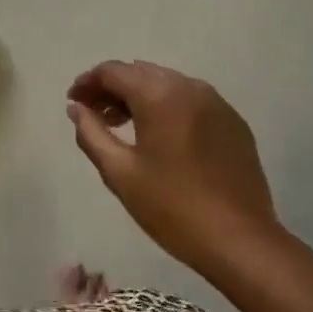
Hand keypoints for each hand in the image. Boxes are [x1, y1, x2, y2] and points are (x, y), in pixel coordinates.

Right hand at [66, 60, 280, 279]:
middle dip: (112, 88)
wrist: (239, 240)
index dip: (87, 82)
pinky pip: (190, 101)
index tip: (73, 102)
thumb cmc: (171, 207)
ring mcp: (216, 103)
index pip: (114, 71)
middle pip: (141, 73)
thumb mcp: (120, 172)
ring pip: (167, 84)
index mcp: (160, 95)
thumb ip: (91, 133)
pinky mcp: (233, 122)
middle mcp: (190, 88)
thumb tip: (76, 108)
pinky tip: (158, 136)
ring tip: (120, 125)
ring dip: (139, 96)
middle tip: (93, 115)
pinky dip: (166, 107)